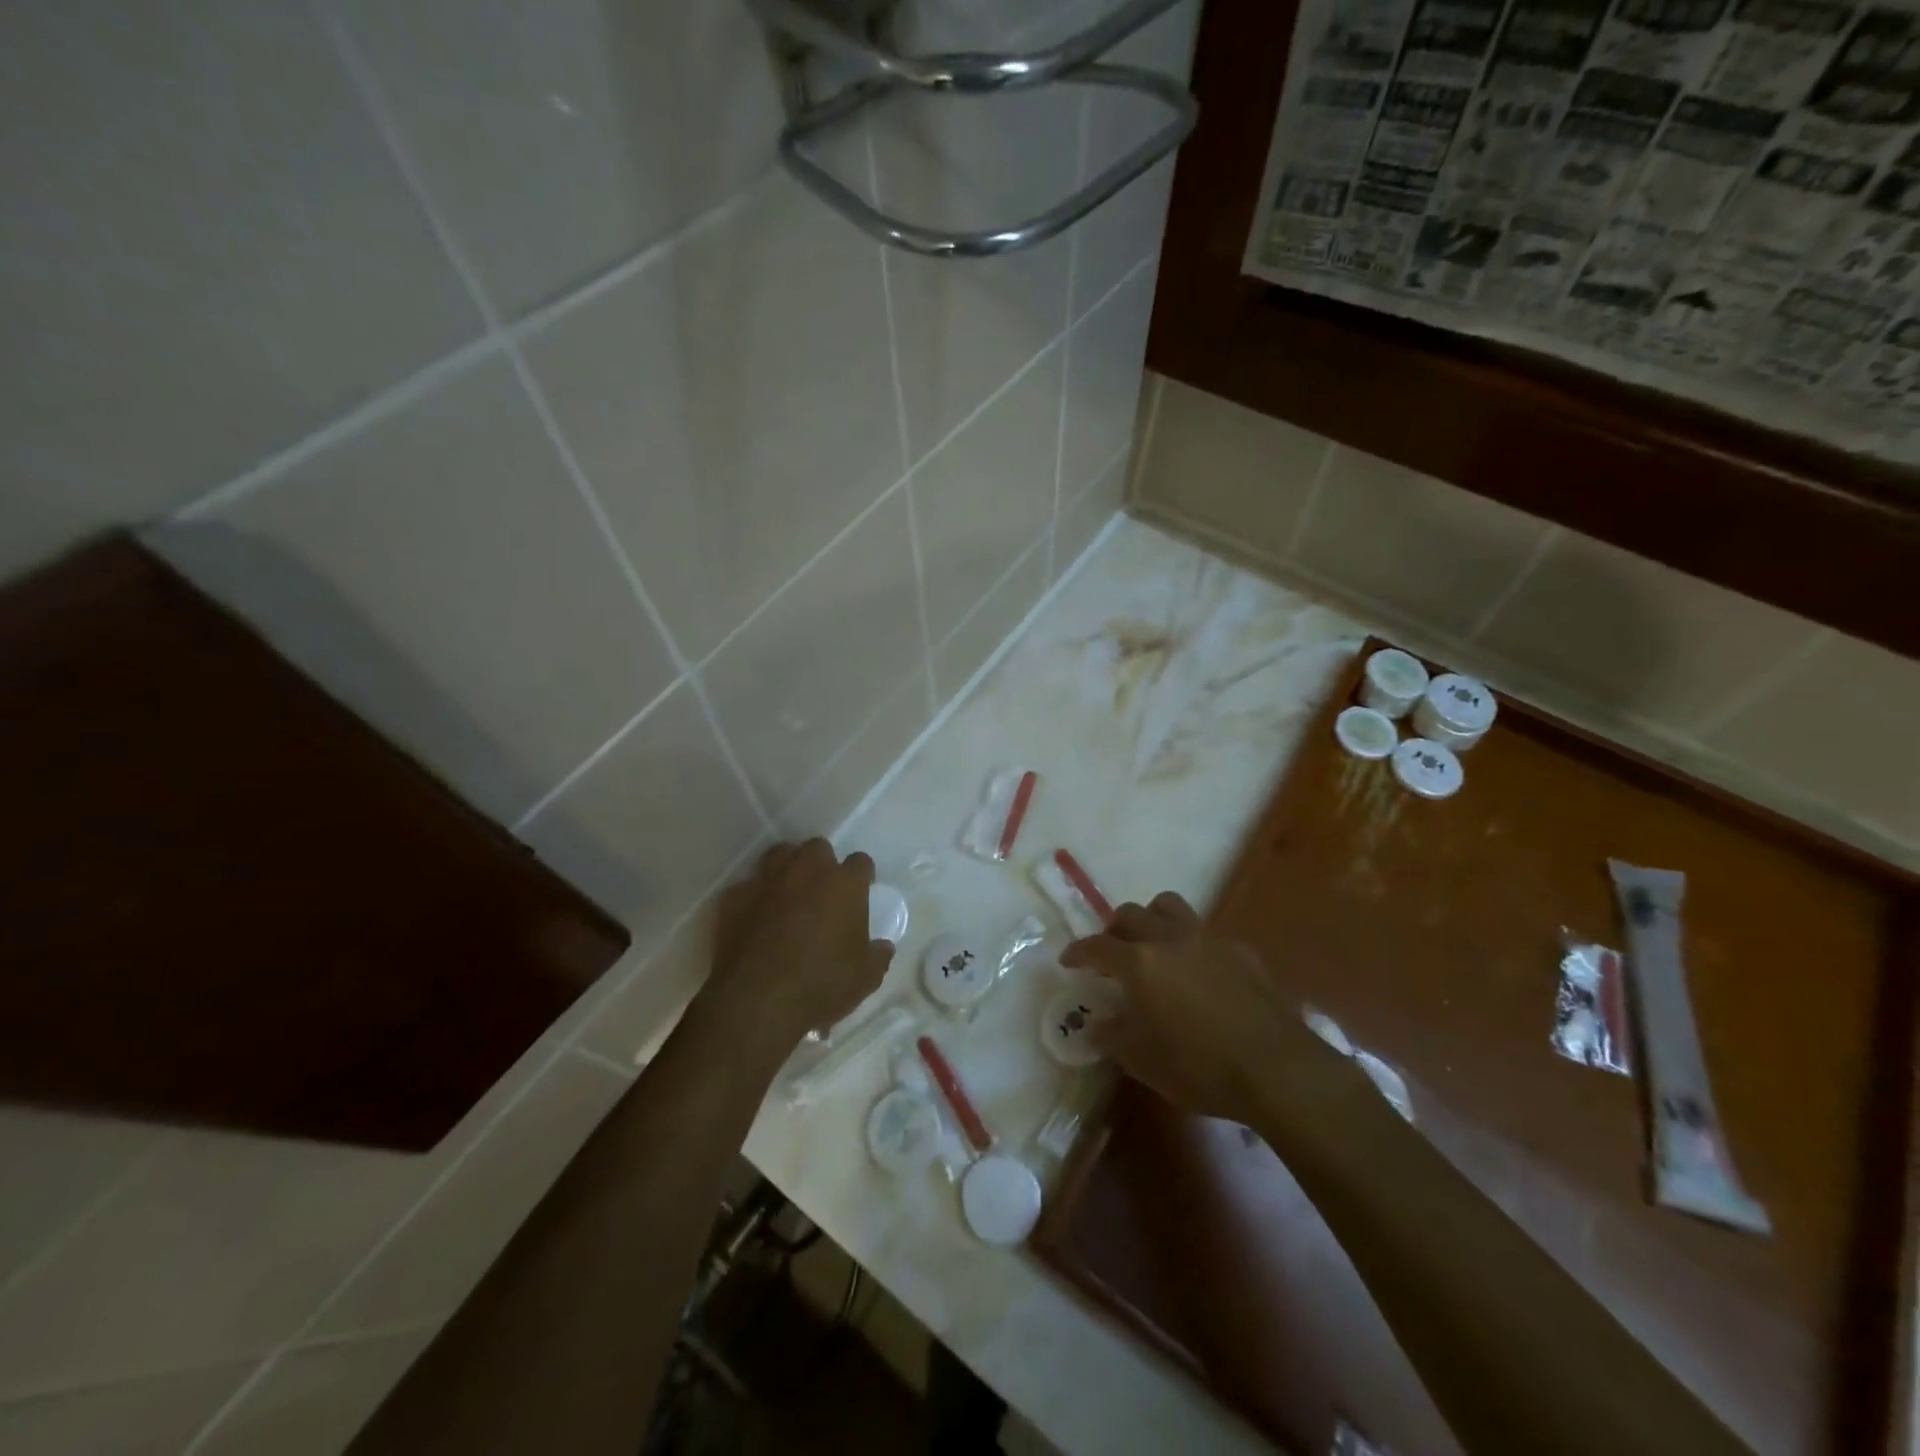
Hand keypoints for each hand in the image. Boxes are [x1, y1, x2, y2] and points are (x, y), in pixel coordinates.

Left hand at [700, 840, 894, 1061]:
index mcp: (844, 884)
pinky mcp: (734, 897)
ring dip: (787, 869)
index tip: (860, 892)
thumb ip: (878, 955)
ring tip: (788, 895)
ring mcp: (768, 880)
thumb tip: (883, 947)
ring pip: (780, 855)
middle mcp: (807, 870)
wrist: (758, 1002)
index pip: (860, 862)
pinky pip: (747, 887)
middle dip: (822, 864)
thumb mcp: (865, 978)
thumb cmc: (821, 985)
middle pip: (818, 848)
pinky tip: (754, 919)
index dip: (861, 876)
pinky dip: (753, 898)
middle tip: (822, 892)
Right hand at [1062, 892, 1318, 1123]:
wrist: (1276, 1069)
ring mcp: (1208, 940)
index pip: (1097, 946)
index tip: (1069, 961)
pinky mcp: (1241, 951)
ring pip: (1170, 907)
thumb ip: (1113, 1037)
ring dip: (1153, 919)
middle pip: (1131, 914)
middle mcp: (1169, 939)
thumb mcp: (1142, 1061)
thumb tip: (1096, 1026)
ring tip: (1152, 946)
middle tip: (1112, 954)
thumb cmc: (1199, 1067)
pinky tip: (1199, 972)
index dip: (1078, 952)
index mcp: (1139, 963)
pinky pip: (1206, 933)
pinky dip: (1192, 944)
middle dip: (1114, 930)